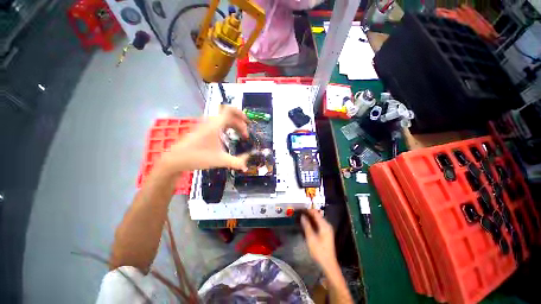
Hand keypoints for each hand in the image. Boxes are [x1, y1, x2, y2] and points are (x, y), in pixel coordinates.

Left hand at [159, 106, 249, 173]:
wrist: (175, 159)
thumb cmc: (197, 157)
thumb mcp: (220, 160)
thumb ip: (236, 163)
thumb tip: (247, 166)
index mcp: (215, 125)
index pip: (230, 110)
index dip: (240, 113)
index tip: (248, 122)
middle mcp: (211, 122)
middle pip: (229, 116)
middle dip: (240, 124)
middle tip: (245, 136)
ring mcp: (205, 125)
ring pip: (223, 120)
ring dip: (234, 125)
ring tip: (240, 135)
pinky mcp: (202, 130)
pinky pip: (218, 124)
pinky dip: (227, 127)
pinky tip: (228, 137)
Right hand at [301, 209, 337, 271]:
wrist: (328, 265)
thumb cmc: (319, 251)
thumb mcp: (311, 238)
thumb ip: (306, 226)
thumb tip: (302, 216)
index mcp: (324, 225)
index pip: (316, 213)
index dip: (308, 210)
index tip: (300, 209)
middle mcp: (327, 225)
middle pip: (317, 216)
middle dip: (308, 214)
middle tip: (299, 213)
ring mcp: (327, 230)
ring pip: (318, 220)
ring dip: (310, 218)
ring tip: (301, 218)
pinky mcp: (326, 234)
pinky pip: (319, 225)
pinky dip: (313, 223)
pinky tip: (307, 225)